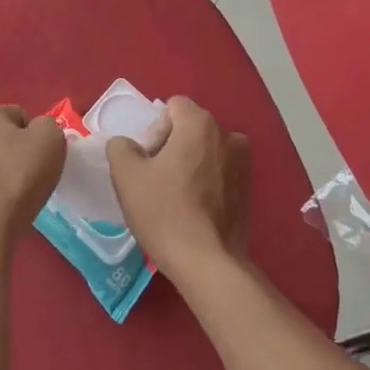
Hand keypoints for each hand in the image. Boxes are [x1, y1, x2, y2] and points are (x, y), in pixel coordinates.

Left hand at [0, 105, 66, 254]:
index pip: (20, 117)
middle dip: (17, 153)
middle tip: (32, 176)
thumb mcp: (51, 139)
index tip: (42, 158)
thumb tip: (37, 132)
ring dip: (4, 173)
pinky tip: (2, 208)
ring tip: (18, 196)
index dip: (37, 137)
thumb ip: (48, 126)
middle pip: (1, 139)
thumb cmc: (18, 176)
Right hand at [107, 96, 250, 282]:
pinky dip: (205, 182)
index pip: (172, 107)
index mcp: (200, 124)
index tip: (148, 161)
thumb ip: (120, 147)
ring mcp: (243, 164)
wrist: (206, 262)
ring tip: (175, 195)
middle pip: (190, 128)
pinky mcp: (249, 190)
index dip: (154, 130)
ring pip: (205, 151)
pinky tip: (193, 209)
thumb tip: (128, 145)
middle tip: (156, 179)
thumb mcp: (126, 175)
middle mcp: (228, 136)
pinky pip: (219, 172)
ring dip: (189, 164)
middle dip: (171, 146)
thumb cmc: (164, 211)